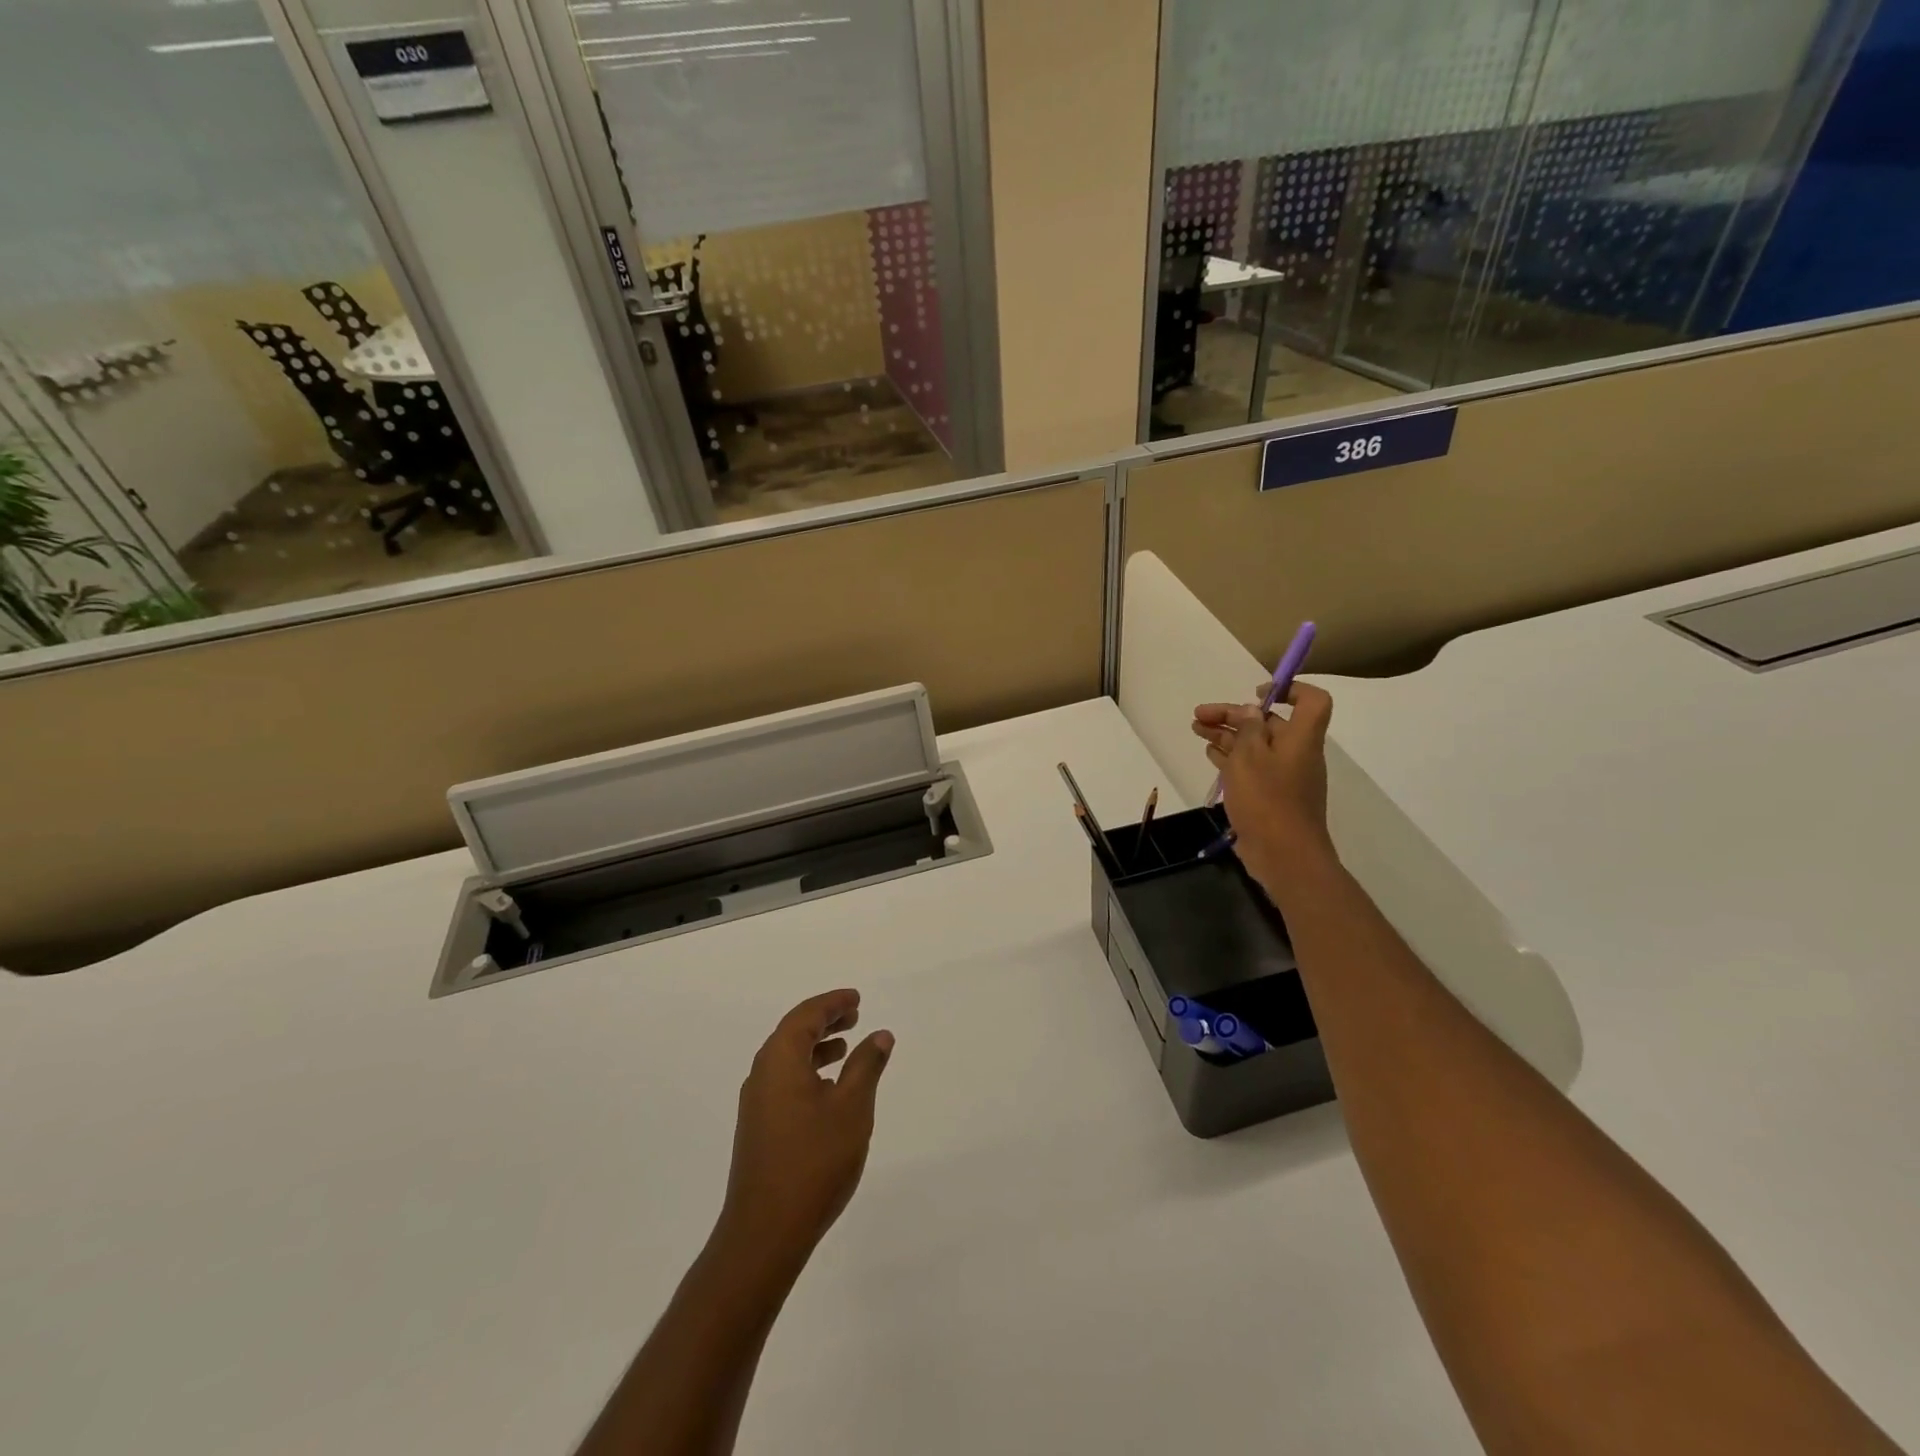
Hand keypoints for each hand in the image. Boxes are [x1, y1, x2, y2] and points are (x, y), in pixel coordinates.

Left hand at [716, 990, 894, 1274]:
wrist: (765, 1232)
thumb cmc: (814, 1161)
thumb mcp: (852, 1107)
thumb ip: (866, 1066)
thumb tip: (879, 1034)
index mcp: (780, 1059)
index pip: (806, 1016)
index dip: (832, 1003)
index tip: (856, 999)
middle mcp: (762, 1074)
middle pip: (793, 1033)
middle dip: (824, 1021)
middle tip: (854, 1015)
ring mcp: (757, 1104)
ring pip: (788, 1059)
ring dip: (817, 1047)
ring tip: (846, 1048)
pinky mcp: (758, 1129)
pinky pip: (784, 1081)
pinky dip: (808, 1071)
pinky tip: (829, 1090)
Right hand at [1191, 681, 1338, 886]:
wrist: (1285, 856)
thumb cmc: (1267, 800)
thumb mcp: (1249, 757)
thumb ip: (1248, 729)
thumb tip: (1251, 711)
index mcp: (1300, 738)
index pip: (1312, 701)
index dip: (1289, 689)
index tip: (1256, 693)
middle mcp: (1296, 753)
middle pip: (1269, 723)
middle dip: (1234, 715)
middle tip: (1200, 715)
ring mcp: (1284, 777)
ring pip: (1255, 746)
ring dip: (1228, 735)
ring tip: (1197, 730)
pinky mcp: (1270, 797)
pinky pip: (1251, 768)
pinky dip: (1231, 758)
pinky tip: (1210, 755)